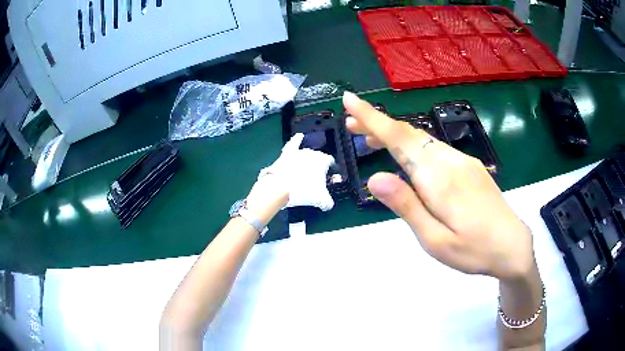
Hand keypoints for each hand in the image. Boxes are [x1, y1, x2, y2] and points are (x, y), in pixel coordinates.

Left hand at [250, 133, 335, 213]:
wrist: (279, 188)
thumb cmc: (303, 192)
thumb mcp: (320, 200)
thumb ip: (327, 202)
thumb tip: (329, 205)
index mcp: (322, 161)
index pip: (330, 161)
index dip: (330, 169)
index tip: (329, 176)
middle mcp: (312, 153)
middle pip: (317, 157)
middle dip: (317, 165)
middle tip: (315, 177)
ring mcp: (298, 152)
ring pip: (306, 153)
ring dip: (307, 159)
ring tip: (306, 167)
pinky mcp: (286, 154)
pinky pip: (293, 144)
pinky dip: (296, 139)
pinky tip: (299, 136)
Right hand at [343, 92, 533, 280]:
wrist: (512, 246)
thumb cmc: (473, 251)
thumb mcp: (434, 240)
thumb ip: (407, 206)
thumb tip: (374, 177)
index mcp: (439, 179)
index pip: (399, 139)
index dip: (372, 118)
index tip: (349, 99)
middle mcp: (450, 161)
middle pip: (409, 134)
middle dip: (378, 124)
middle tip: (351, 125)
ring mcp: (463, 161)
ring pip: (422, 139)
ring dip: (396, 136)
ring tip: (372, 141)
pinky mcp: (470, 166)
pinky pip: (436, 148)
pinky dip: (414, 145)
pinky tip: (409, 157)